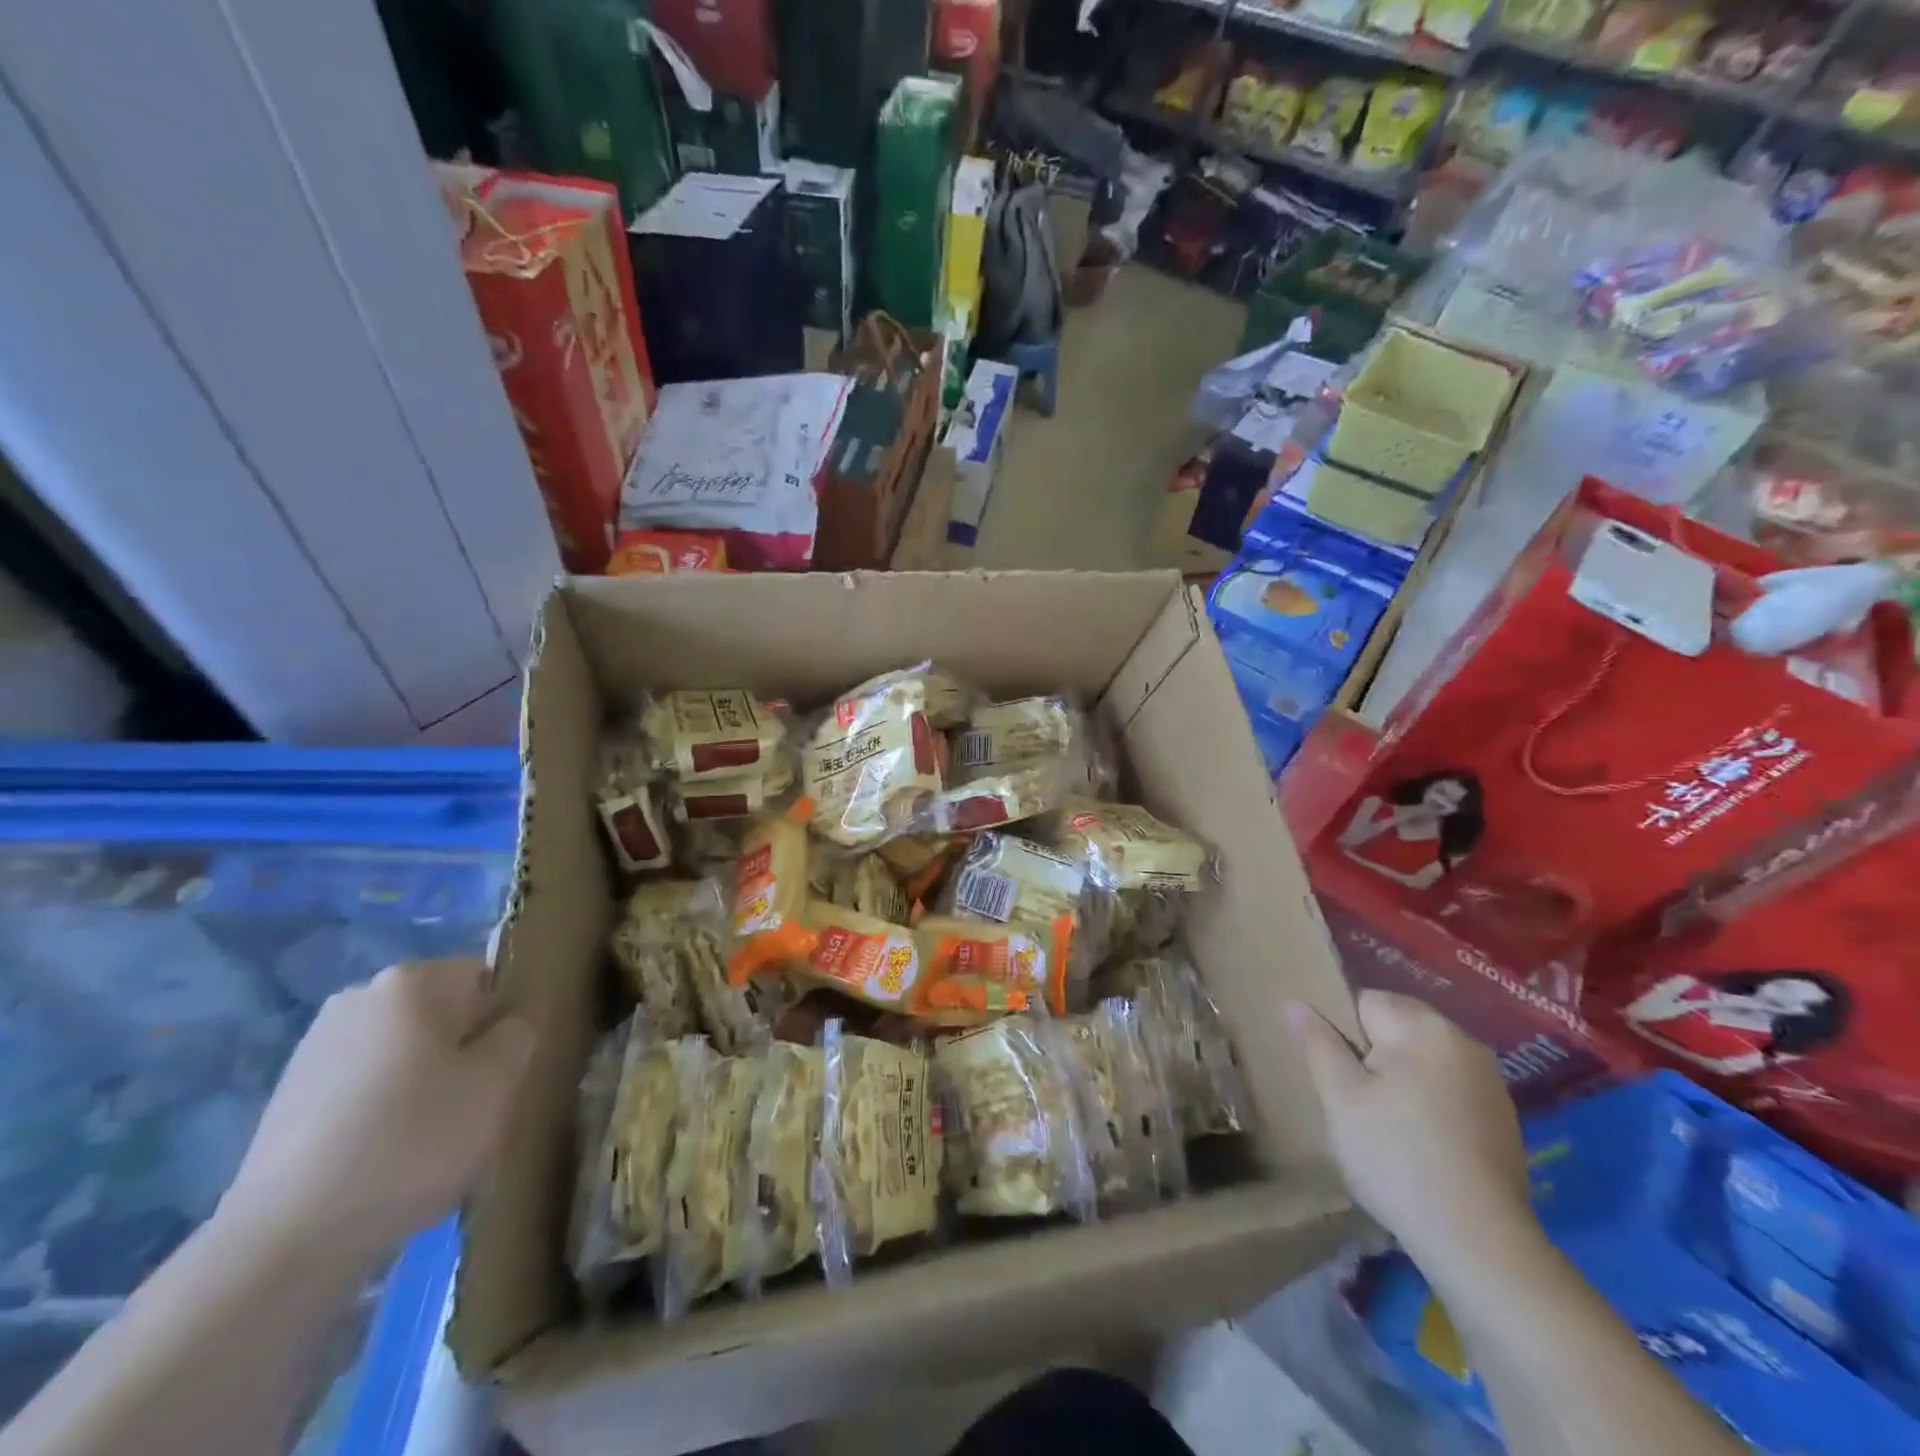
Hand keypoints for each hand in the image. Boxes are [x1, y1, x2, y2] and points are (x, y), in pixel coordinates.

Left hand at [219, 959, 535, 1273]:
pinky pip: (365, 1086)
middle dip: (464, 1052)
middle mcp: (360, 996)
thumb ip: (521, 1032)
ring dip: (425, 1082)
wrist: (287, 1241)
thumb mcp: (498, 1082)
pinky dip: (384, 1110)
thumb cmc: (413, 1140)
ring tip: (428, 1140)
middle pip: (443, 1013)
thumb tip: (516, 1018)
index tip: (505, 1071)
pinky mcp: (288, 1095)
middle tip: (475, 1107)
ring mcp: (316, 1046)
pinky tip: (385, 1157)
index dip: (506, 1022)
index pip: (487, 979)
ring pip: (404, 1052)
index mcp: (411, 981)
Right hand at [1288, 990, 1536, 1271]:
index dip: (1343, 1034)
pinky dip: (1428, 1104)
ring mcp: (1490, 1081)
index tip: (1340, 1077)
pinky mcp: (1503, 1118)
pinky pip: (1448, 1089)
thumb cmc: (1396, 1157)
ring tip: (1386, 1127)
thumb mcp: (1340, 1097)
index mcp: (1423, 1027)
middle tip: (1357, 1104)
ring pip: (1422, 1060)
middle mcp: (1463, 1042)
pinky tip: (1421, 1144)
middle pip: (1396, 1027)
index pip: (1365, 1001)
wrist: (1479, 1243)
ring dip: (1400, 1080)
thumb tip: (1296, 1004)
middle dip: (1371, 1055)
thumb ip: (1318, 1042)